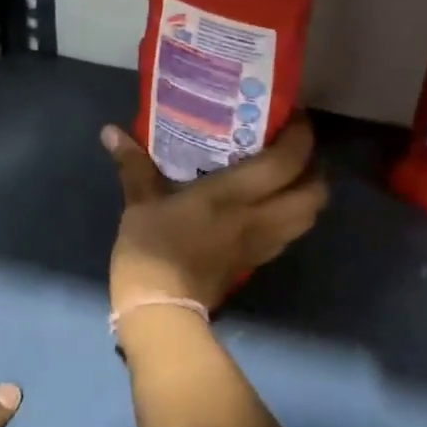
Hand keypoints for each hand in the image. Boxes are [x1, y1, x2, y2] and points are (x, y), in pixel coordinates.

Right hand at [101, 115, 328, 312]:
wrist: (160, 310)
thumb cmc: (152, 249)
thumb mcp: (141, 203)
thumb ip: (134, 165)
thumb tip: (110, 131)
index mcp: (236, 195)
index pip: (288, 162)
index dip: (301, 136)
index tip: (292, 117)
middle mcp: (261, 218)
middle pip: (315, 193)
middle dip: (315, 169)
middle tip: (294, 151)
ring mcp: (262, 244)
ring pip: (308, 217)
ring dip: (306, 195)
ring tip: (286, 178)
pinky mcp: (255, 264)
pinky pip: (287, 235)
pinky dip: (288, 217)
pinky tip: (266, 208)